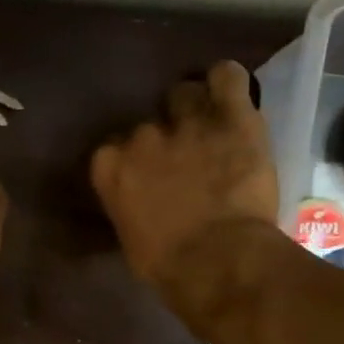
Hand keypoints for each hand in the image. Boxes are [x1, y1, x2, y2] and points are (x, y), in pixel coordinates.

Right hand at [90, 61, 281, 295]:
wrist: (219, 262)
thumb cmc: (168, 266)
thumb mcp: (131, 236)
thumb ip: (129, 203)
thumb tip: (140, 199)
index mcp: (110, 167)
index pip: (113, 147)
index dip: (133, 160)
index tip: (146, 175)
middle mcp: (142, 137)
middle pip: (148, 122)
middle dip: (163, 137)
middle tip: (184, 158)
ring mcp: (187, 123)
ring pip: (185, 93)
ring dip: (194, 109)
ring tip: (210, 126)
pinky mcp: (233, 118)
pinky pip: (228, 77)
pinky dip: (228, 81)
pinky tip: (231, 94)